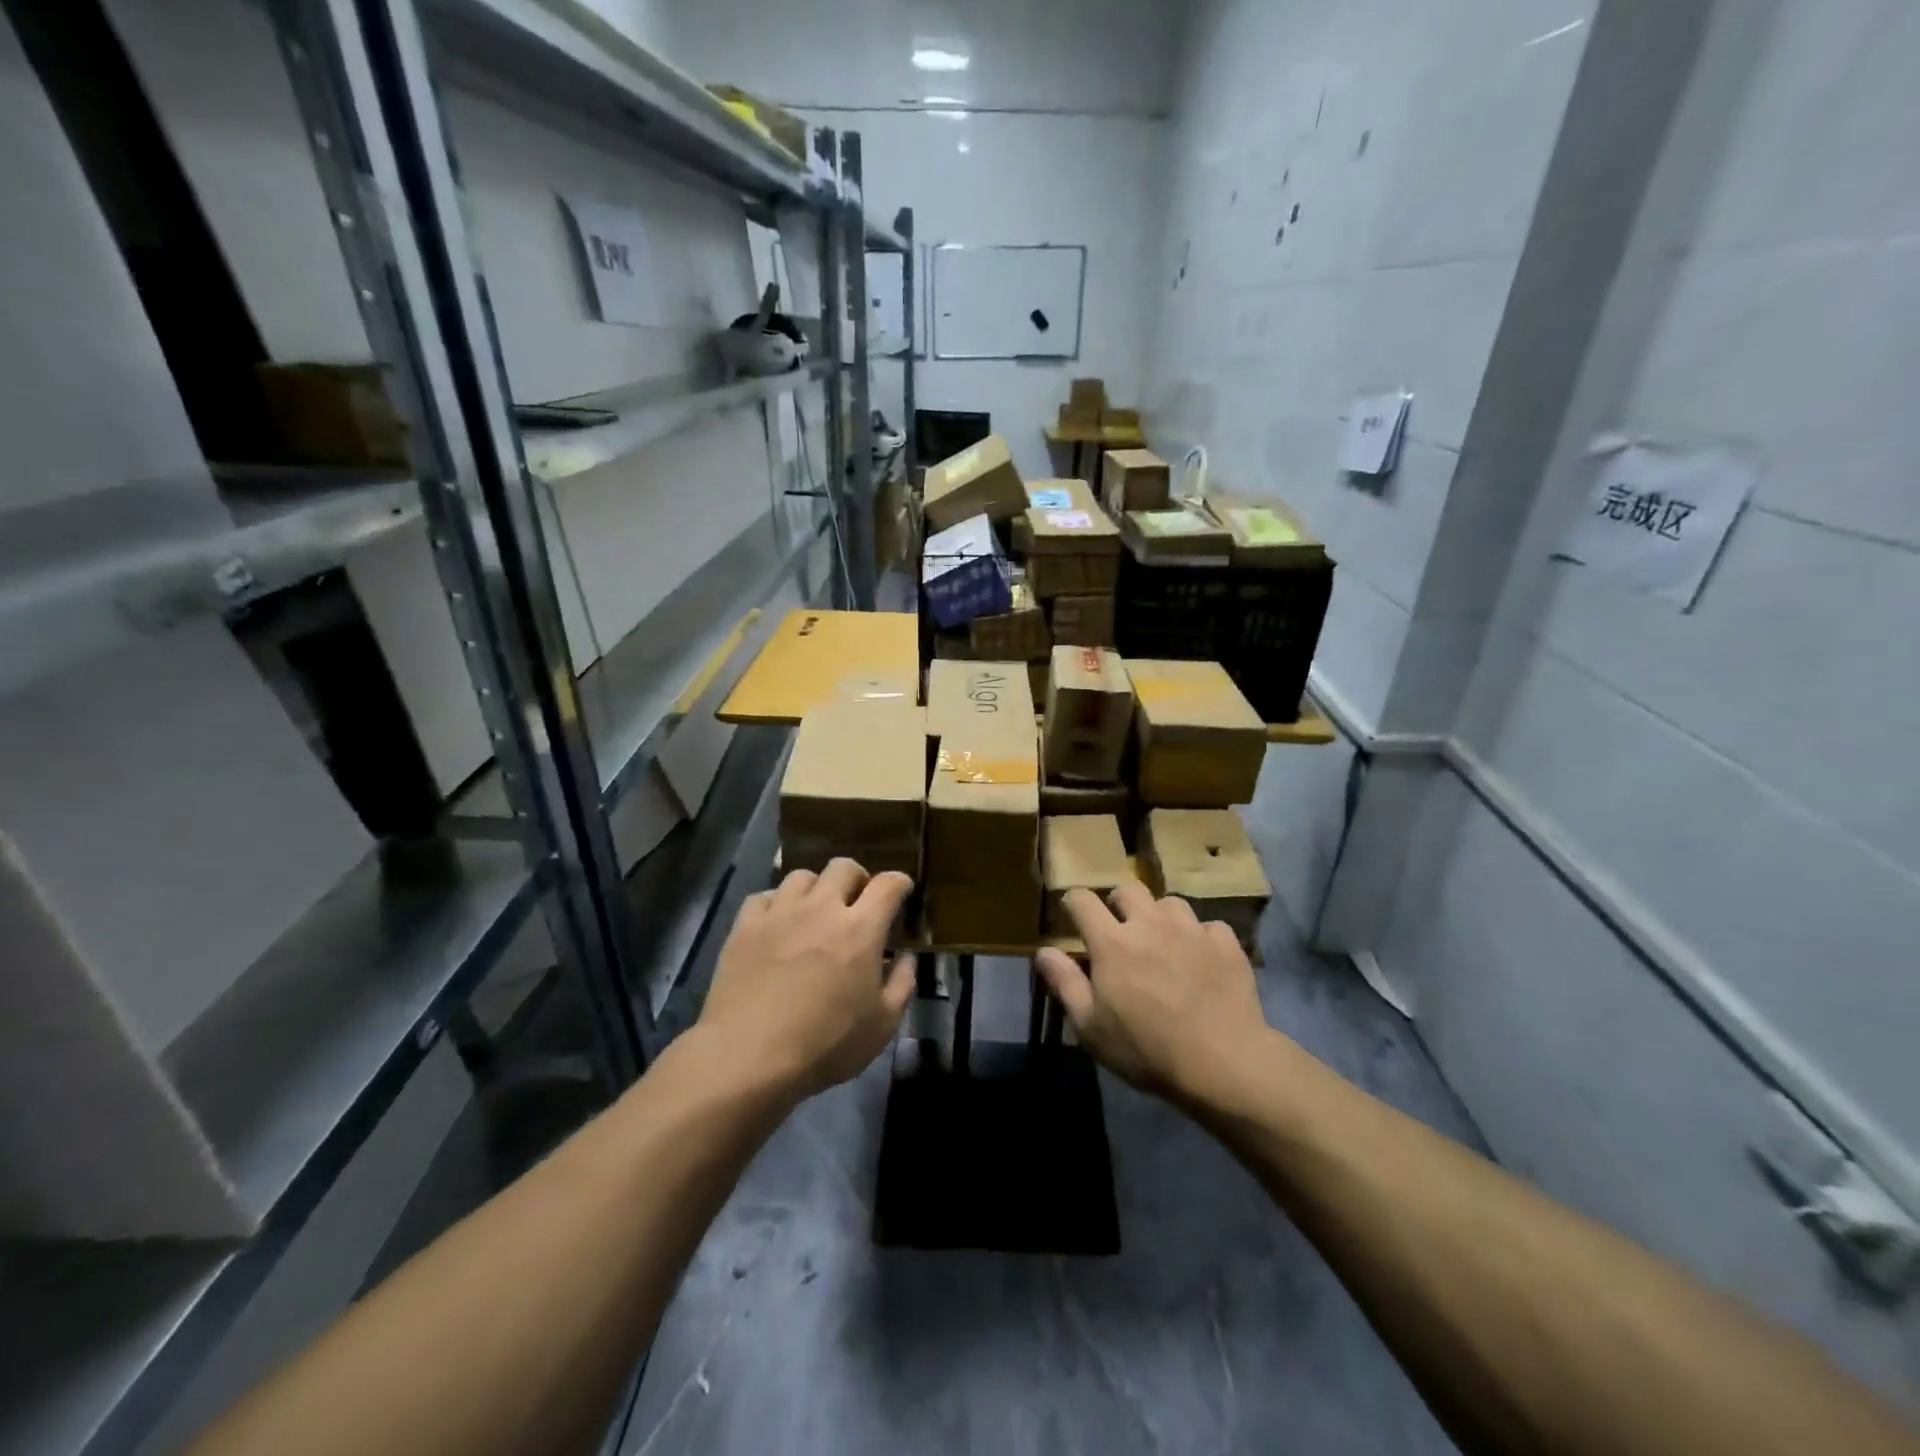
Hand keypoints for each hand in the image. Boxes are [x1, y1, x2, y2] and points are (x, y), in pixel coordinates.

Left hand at [699, 859, 915, 1098]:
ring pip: (802, 876)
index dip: (900, 883)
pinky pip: (764, 896)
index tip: (902, 892)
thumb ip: (901, 983)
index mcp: (861, 928)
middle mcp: (821, 908)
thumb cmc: (825, 1044)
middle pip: (844, 867)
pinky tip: (777, 924)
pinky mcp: (744, 926)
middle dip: (857, 879)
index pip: (888, 884)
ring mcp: (779, 913)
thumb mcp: (882, 1025)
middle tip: (857, 903)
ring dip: (816, 889)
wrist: (748, 1056)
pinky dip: (777, 904)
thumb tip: (903, 957)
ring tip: (814, 912)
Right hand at [1035, 882, 1270, 1103]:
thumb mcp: (1091, 1027)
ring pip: (1170, 903)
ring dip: (1162, 917)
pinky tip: (1203, 959)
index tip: (1072, 913)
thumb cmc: (1146, 1049)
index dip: (1073, 902)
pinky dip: (1202, 938)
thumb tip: (1043, 951)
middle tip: (1120, 927)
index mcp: (1112, 942)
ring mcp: (1191, 929)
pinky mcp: (1225, 943)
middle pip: (1128, 890)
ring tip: (1164, 941)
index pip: (1082, 901)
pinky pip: (1209, 927)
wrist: (1222, 1061)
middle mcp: (1150, 923)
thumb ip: (1065, 983)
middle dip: (1119, 903)